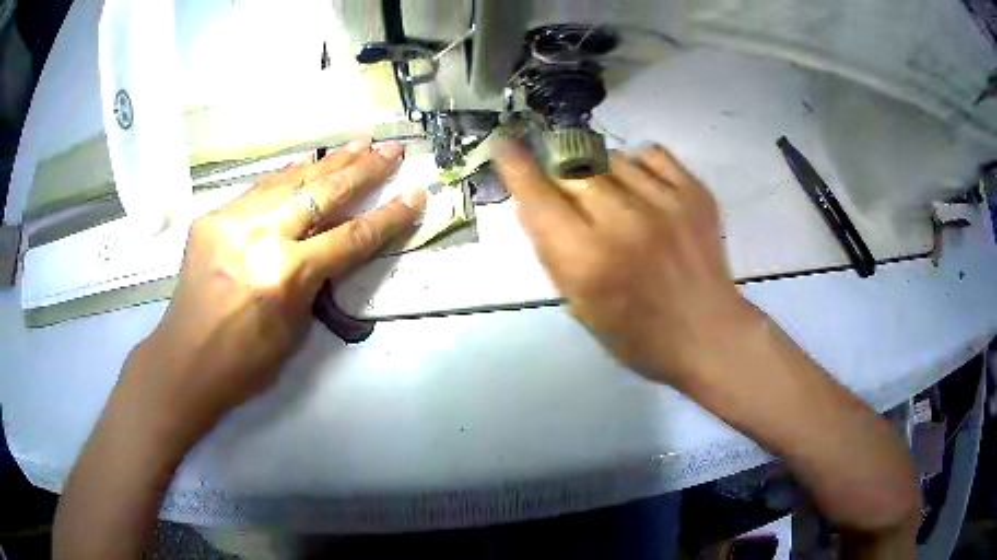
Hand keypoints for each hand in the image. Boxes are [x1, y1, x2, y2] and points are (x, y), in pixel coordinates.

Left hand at [126, 138, 424, 436]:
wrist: (184, 361)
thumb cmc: (244, 364)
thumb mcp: (294, 331)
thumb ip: (313, 283)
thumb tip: (327, 247)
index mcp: (285, 277)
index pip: (351, 238)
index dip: (389, 217)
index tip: (416, 194)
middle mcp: (260, 238)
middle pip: (324, 194)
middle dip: (365, 170)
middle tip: (393, 149)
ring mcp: (232, 221)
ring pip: (291, 180)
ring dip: (329, 162)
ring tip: (359, 143)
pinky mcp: (212, 218)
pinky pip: (259, 189)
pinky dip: (287, 176)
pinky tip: (306, 164)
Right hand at [495, 142, 758, 385]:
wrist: (707, 333)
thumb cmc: (637, 335)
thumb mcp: (579, 306)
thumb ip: (551, 252)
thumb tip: (528, 202)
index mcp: (588, 259)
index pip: (539, 196)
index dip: (517, 166)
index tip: (504, 143)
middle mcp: (623, 222)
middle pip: (572, 168)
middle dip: (562, 177)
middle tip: (574, 199)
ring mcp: (664, 202)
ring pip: (611, 158)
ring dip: (602, 175)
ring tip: (617, 203)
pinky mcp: (694, 192)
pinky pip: (651, 154)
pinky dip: (638, 166)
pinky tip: (643, 191)